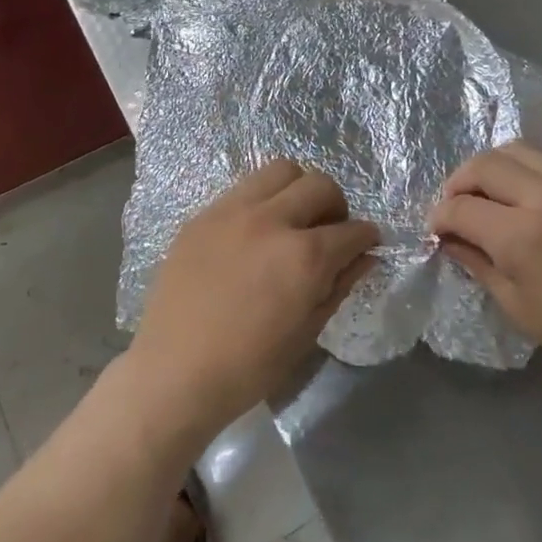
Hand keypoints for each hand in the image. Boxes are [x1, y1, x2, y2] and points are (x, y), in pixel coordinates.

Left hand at [126, 159, 378, 443]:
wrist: (174, 371)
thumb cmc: (248, 366)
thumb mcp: (306, 332)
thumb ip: (339, 286)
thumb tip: (365, 257)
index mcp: (303, 256)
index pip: (352, 230)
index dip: (367, 237)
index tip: (366, 244)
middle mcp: (271, 220)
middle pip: (319, 184)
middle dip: (336, 205)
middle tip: (329, 231)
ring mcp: (232, 211)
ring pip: (280, 170)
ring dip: (297, 189)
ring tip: (292, 219)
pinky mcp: (203, 214)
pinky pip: (243, 189)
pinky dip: (261, 200)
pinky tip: (254, 231)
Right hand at [428, 142, 541, 395]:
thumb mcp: (521, 309)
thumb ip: (479, 265)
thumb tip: (450, 241)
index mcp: (522, 235)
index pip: (461, 208)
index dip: (439, 218)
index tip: (435, 232)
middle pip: (484, 164)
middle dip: (458, 183)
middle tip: (454, 210)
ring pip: (515, 151)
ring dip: (489, 169)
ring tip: (484, 198)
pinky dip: (519, 172)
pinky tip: (518, 201)